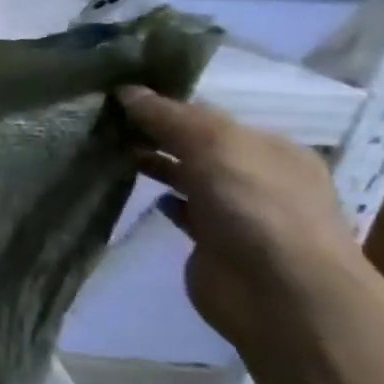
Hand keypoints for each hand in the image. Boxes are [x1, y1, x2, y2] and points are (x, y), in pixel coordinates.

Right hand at [117, 86, 371, 357]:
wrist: (279, 291)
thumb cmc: (255, 207)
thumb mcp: (214, 146)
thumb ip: (170, 118)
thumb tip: (128, 91)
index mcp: (270, 148)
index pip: (211, 117)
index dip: (167, 106)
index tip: (118, 99)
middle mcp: (257, 176)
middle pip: (199, 146)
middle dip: (158, 134)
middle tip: (104, 124)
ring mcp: (237, 212)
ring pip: (189, 177)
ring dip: (157, 164)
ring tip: (112, 152)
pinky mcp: (214, 243)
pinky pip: (184, 212)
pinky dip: (164, 201)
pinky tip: (142, 194)